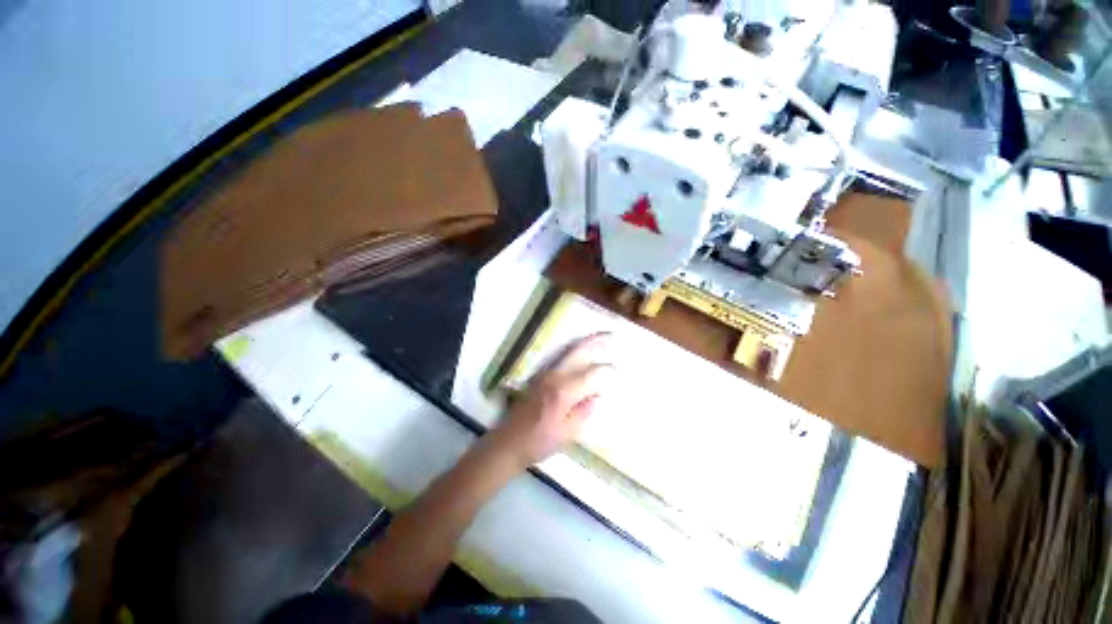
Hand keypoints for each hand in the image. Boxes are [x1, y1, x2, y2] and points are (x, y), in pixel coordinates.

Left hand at [487, 333, 616, 469]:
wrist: (507, 443)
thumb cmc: (538, 442)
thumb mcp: (568, 433)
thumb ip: (585, 411)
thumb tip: (597, 395)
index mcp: (563, 390)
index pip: (592, 373)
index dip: (607, 371)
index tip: (619, 372)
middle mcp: (554, 375)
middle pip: (577, 351)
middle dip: (595, 341)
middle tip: (611, 334)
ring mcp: (545, 373)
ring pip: (568, 351)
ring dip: (585, 343)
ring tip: (600, 339)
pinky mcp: (539, 377)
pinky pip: (561, 359)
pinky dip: (575, 352)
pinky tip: (582, 355)